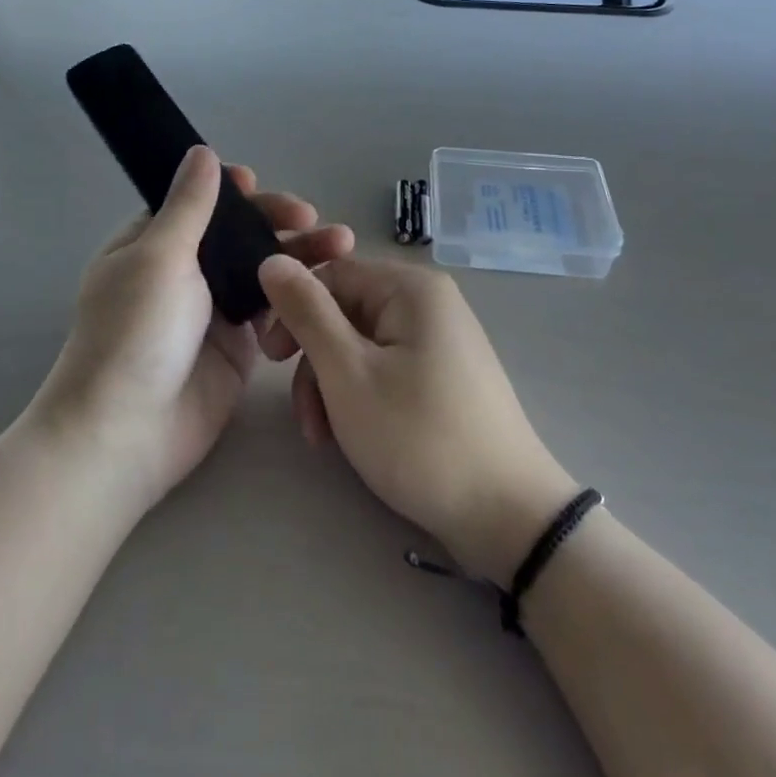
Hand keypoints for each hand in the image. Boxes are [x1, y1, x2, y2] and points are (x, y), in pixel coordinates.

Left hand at [31, 146, 352, 512]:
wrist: (129, 433)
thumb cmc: (135, 333)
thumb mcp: (159, 257)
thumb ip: (189, 206)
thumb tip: (201, 151)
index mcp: (151, 244)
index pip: (196, 203)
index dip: (229, 191)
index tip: (258, 184)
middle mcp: (182, 272)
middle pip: (236, 234)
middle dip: (274, 220)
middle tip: (311, 217)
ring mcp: (212, 309)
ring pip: (261, 269)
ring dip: (298, 254)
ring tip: (341, 244)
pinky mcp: (238, 345)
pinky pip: (272, 309)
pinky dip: (297, 294)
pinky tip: (327, 285)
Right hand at [259, 256, 577, 585]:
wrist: (506, 516)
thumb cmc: (418, 437)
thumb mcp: (348, 373)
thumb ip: (306, 313)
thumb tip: (271, 260)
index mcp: (411, 288)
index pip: (331, 274)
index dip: (293, 310)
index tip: (269, 359)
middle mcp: (429, 303)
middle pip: (345, 312)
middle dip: (314, 362)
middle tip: (302, 414)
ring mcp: (440, 340)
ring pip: (361, 346)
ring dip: (332, 387)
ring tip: (324, 439)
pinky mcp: (444, 375)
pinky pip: (386, 368)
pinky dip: (360, 397)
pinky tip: (351, 437)